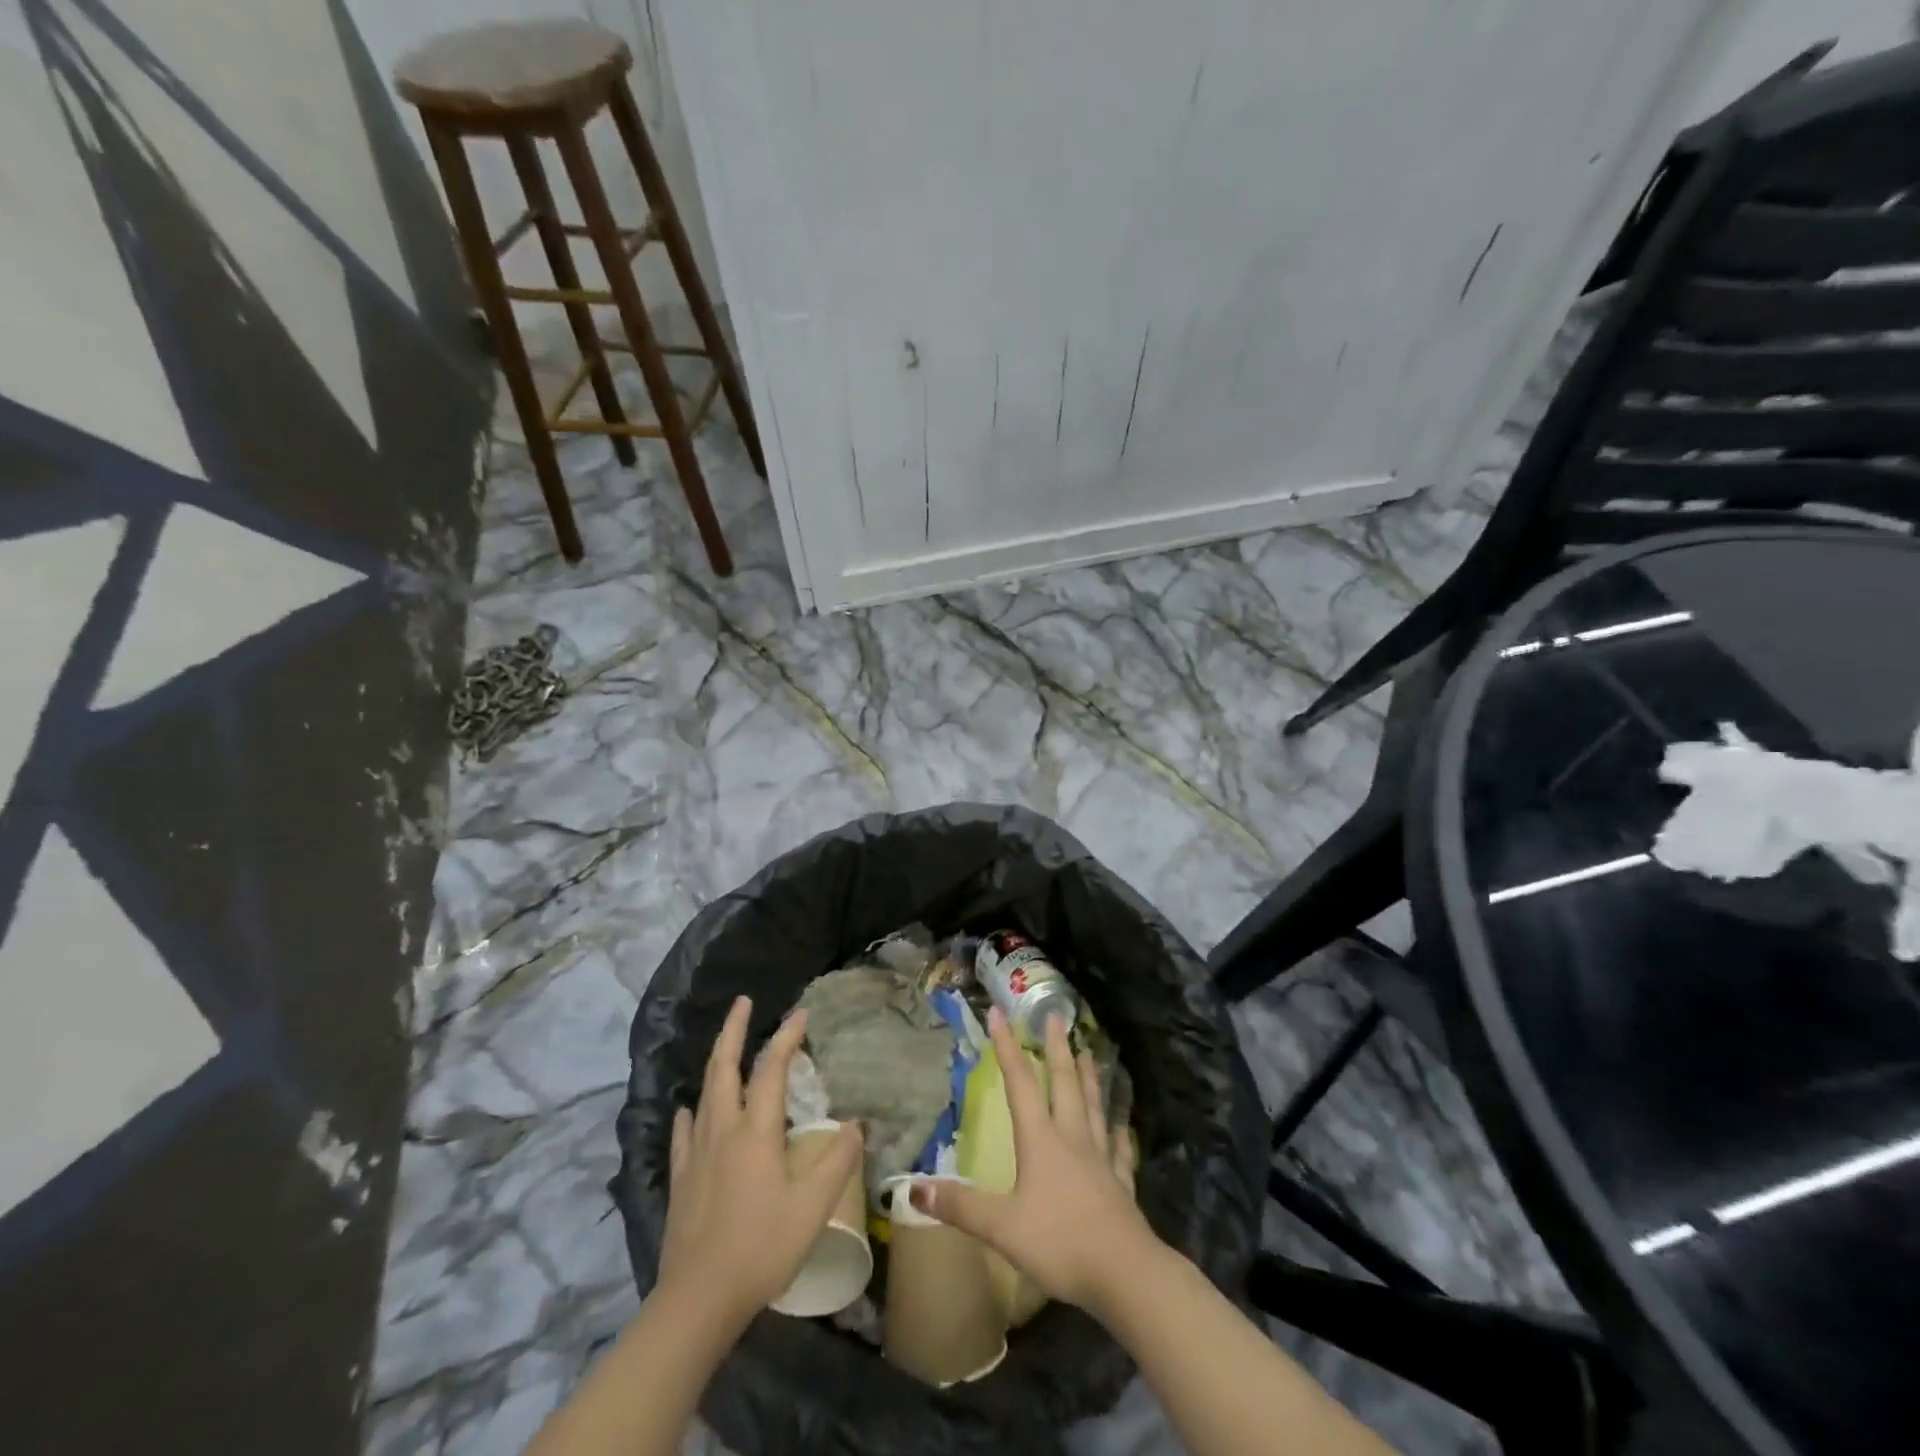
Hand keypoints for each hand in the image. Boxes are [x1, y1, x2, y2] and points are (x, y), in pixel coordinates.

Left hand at [658, 996, 864, 1328]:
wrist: (697, 1301)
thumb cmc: (761, 1248)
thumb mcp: (813, 1208)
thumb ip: (837, 1162)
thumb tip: (856, 1124)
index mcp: (755, 1132)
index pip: (772, 1070)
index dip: (787, 1038)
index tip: (801, 1013)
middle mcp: (722, 1130)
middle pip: (724, 1067)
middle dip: (734, 1030)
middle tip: (743, 1002)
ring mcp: (696, 1153)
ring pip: (704, 1092)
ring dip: (716, 1061)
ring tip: (724, 1046)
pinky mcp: (680, 1178)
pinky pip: (684, 1132)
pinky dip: (690, 1111)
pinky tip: (689, 1110)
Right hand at [910, 1008, 1152, 1315]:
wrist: (1125, 1273)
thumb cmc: (1060, 1242)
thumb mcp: (1001, 1227)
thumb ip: (961, 1206)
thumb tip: (913, 1187)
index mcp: (1041, 1141)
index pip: (1020, 1084)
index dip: (1007, 1047)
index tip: (1000, 1013)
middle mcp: (1072, 1139)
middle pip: (1064, 1084)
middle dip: (1057, 1048)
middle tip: (1058, 1015)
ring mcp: (1101, 1160)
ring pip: (1094, 1107)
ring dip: (1089, 1078)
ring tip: (1089, 1053)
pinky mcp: (1121, 1185)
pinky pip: (1120, 1151)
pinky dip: (1120, 1134)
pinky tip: (1122, 1126)